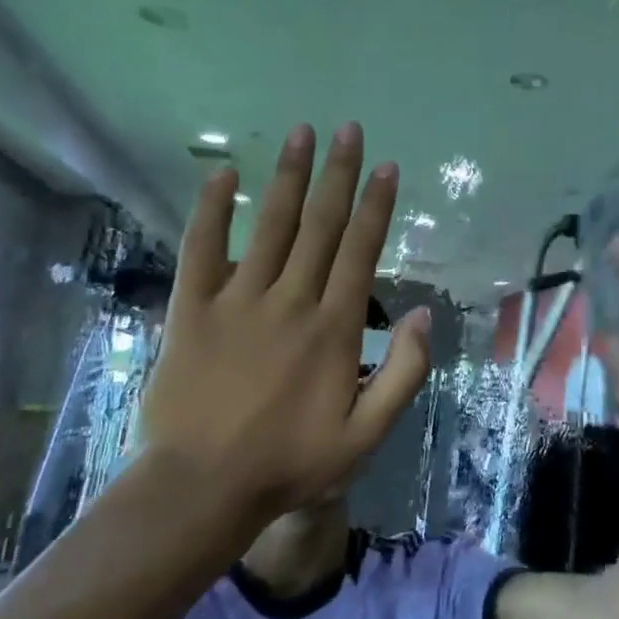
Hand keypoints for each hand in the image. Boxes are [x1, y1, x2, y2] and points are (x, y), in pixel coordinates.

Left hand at [134, 122, 430, 517]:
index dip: (376, 206)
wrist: (202, 487)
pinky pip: (201, 249)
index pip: (360, 251)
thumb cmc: (290, 464)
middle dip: (338, 174)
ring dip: (289, 177)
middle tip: (349, 130)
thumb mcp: (366, 436)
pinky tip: (223, 174)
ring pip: (270, 226)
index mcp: (334, 328)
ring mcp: (238, 300)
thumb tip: (426, 315)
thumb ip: (404, 375)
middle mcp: (290, 300)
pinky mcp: (193, 309)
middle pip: (320, 225)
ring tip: (301, 134)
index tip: (387, 167)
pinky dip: (212, 210)